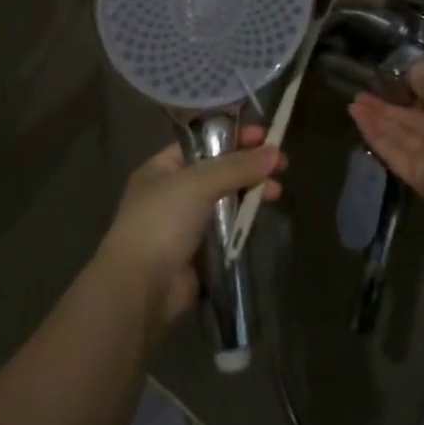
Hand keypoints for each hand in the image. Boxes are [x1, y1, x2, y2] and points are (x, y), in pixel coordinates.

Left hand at [96, 125, 284, 328]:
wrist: (142, 287)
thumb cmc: (162, 221)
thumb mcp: (198, 183)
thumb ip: (236, 166)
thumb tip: (273, 152)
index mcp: (162, 168)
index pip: (202, 143)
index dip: (233, 137)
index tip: (266, 136)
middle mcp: (172, 192)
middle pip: (218, 171)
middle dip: (249, 166)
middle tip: (282, 165)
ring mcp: (185, 224)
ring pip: (225, 201)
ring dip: (250, 194)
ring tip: (277, 193)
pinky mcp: (199, 253)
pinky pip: (227, 230)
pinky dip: (243, 223)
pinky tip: (262, 217)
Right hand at [348, 60, 423, 215]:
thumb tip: (417, 67)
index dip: (408, 91)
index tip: (385, 81)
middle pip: (410, 119)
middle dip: (385, 106)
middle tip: (359, 94)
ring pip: (398, 135)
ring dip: (375, 119)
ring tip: (352, 104)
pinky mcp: (416, 175)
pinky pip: (393, 152)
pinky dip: (375, 136)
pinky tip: (357, 119)